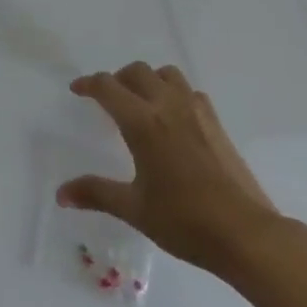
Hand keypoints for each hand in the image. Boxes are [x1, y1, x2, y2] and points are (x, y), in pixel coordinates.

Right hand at [58, 61, 283, 278]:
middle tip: (108, 98)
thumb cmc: (184, 221)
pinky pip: (190, 92)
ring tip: (141, 101)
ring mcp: (196, 111)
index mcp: (142, 122)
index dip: (88, 84)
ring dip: (149, 80)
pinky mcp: (216, 123)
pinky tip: (174, 119)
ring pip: (167, 75)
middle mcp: (167, 106)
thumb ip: (96, 194)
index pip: (107, 87)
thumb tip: (60, 194)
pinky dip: (174, 94)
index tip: (77, 90)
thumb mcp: (134, 209)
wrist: (246, 234)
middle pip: (137, 72)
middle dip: (117, 79)